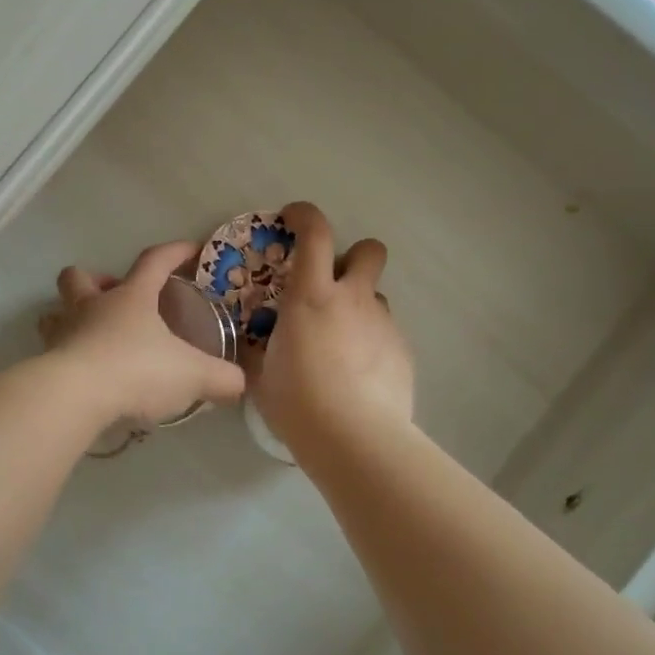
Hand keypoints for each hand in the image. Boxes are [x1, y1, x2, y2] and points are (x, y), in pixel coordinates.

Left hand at [39, 241, 246, 429]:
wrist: (76, 397)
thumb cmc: (137, 370)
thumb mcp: (192, 375)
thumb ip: (221, 378)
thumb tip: (240, 383)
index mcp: (130, 298)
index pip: (154, 261)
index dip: (174, 252)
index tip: (191, 249)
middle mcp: (92, 307)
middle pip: (80, 277)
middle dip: (95, 280)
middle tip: (114, 298)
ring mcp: (64, 333)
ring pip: (55, 312)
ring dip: (70, 316)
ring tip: (92, 335)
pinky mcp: (47, 363)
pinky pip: (52, 351)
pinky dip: (66, 356)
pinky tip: (84, 374)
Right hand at [250, 201, 413, 451]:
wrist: (355, 439)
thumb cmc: (297, 401)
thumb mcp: (262, 373)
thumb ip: (258, 350)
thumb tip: (250, 346)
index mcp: (312, 296)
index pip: (315, 232)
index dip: (305, 215)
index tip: (293, 218)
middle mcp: (353, 299)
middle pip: (369, 250)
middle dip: (353, 256)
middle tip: (332, 284)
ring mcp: (383, 324)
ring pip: (375, 296)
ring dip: (358, 307)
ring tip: (340, 343)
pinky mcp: (403, 352)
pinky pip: (385, 332)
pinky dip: (370, 342)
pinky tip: (357, 374)